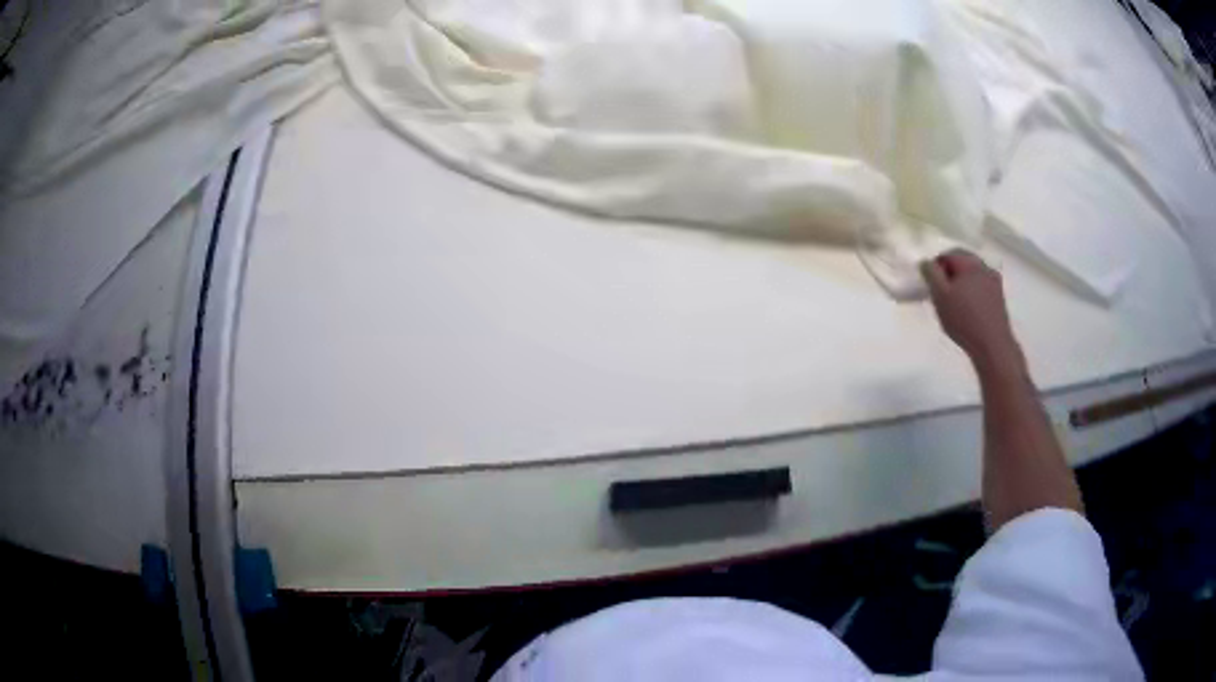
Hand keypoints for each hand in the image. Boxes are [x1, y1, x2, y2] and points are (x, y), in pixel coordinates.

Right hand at [920, 249, 1021, 370]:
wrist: (993, 346)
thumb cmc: (964, 320)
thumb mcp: (940, 296)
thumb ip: (931, 275)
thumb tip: (925, 262)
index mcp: (970, 263)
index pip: (948, 254)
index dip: (936, 268)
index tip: (931, 286)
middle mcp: (984, 267)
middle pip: (962, 262)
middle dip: (950, 274)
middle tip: (941, 294)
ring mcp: (995, 282)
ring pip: (973, 275)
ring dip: (962, 283)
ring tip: (955, 304)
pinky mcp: (999, 298)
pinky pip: (982, 287)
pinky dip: (973, 293)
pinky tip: (969, 311)